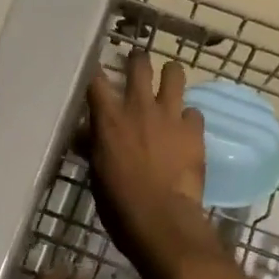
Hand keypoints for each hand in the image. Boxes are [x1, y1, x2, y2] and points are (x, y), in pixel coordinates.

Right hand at [85, 54, 221, 278]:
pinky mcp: (194, 130)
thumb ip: (93, 146)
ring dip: (171, 75)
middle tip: (137, 63)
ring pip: (175, 74)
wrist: (161, 218)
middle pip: (140, 63)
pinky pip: (194, 111)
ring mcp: (170, 115)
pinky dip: (188, 117)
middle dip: (138, 60)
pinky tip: (186, 129)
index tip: (96, 68)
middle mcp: (139, 107)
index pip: (96, 79)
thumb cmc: (119, 202)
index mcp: (109, 118)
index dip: (96, 70)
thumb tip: (84, 136)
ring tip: (169, 81)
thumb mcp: (97, 173)